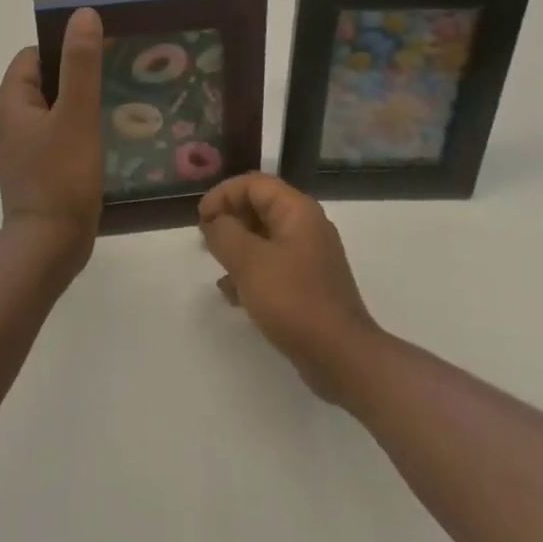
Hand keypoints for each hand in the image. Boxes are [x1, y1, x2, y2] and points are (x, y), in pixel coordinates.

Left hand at [0, 7, 104, 269]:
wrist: (48, 248)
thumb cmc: (60, 176)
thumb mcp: (76, 114)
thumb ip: (81, 64)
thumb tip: (83, 14)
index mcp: (10, 101)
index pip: (34, 56)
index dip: (65, 50)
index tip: (101, 54)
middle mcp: (9, 120)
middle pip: (45, 81)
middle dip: (77, 76)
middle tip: (115, 77)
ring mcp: (21, 147)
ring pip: (53, 109)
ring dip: (80, 104)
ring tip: (116, 104)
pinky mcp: (36, 169)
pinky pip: (57, 134)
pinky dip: (77, 129)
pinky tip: (105, 136)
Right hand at [199, 174, 381, 402]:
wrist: (341, 357)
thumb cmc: (293, 300)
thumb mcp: (249, 262)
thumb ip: (225, 234)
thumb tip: (215, 222)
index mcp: (297, 211)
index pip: (254, 184)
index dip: (223, 194)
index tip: (201, 218)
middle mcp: (306, 227)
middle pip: (260, 207)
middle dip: (229, 219)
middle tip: (206, 241)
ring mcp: (309, 257)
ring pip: (264, 238)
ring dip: (237, 247)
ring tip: (218, 267)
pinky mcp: (308, 285)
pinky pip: (273, 265)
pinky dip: (251, 272)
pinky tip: (233, 295)